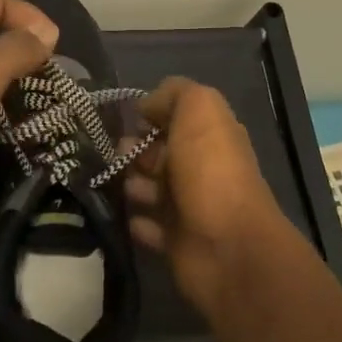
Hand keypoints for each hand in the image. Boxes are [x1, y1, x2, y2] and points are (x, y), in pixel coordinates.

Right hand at [124, 77, 290, 318]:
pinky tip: (127, 216)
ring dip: (132, 184)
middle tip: (114, 154)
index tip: (126, 118)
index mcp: (211, 136)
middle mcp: (201, 169)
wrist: (227, 246)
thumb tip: (148, 104)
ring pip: (151, 189)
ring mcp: (190, 208)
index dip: (151, 114)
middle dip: (134, 150)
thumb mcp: (199, 110)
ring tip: (118, 183)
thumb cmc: (210, 171)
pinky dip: (137, 221)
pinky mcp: (176, 242)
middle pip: (159, 154)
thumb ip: (175, 95)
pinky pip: (149, 227)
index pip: (176, 118)